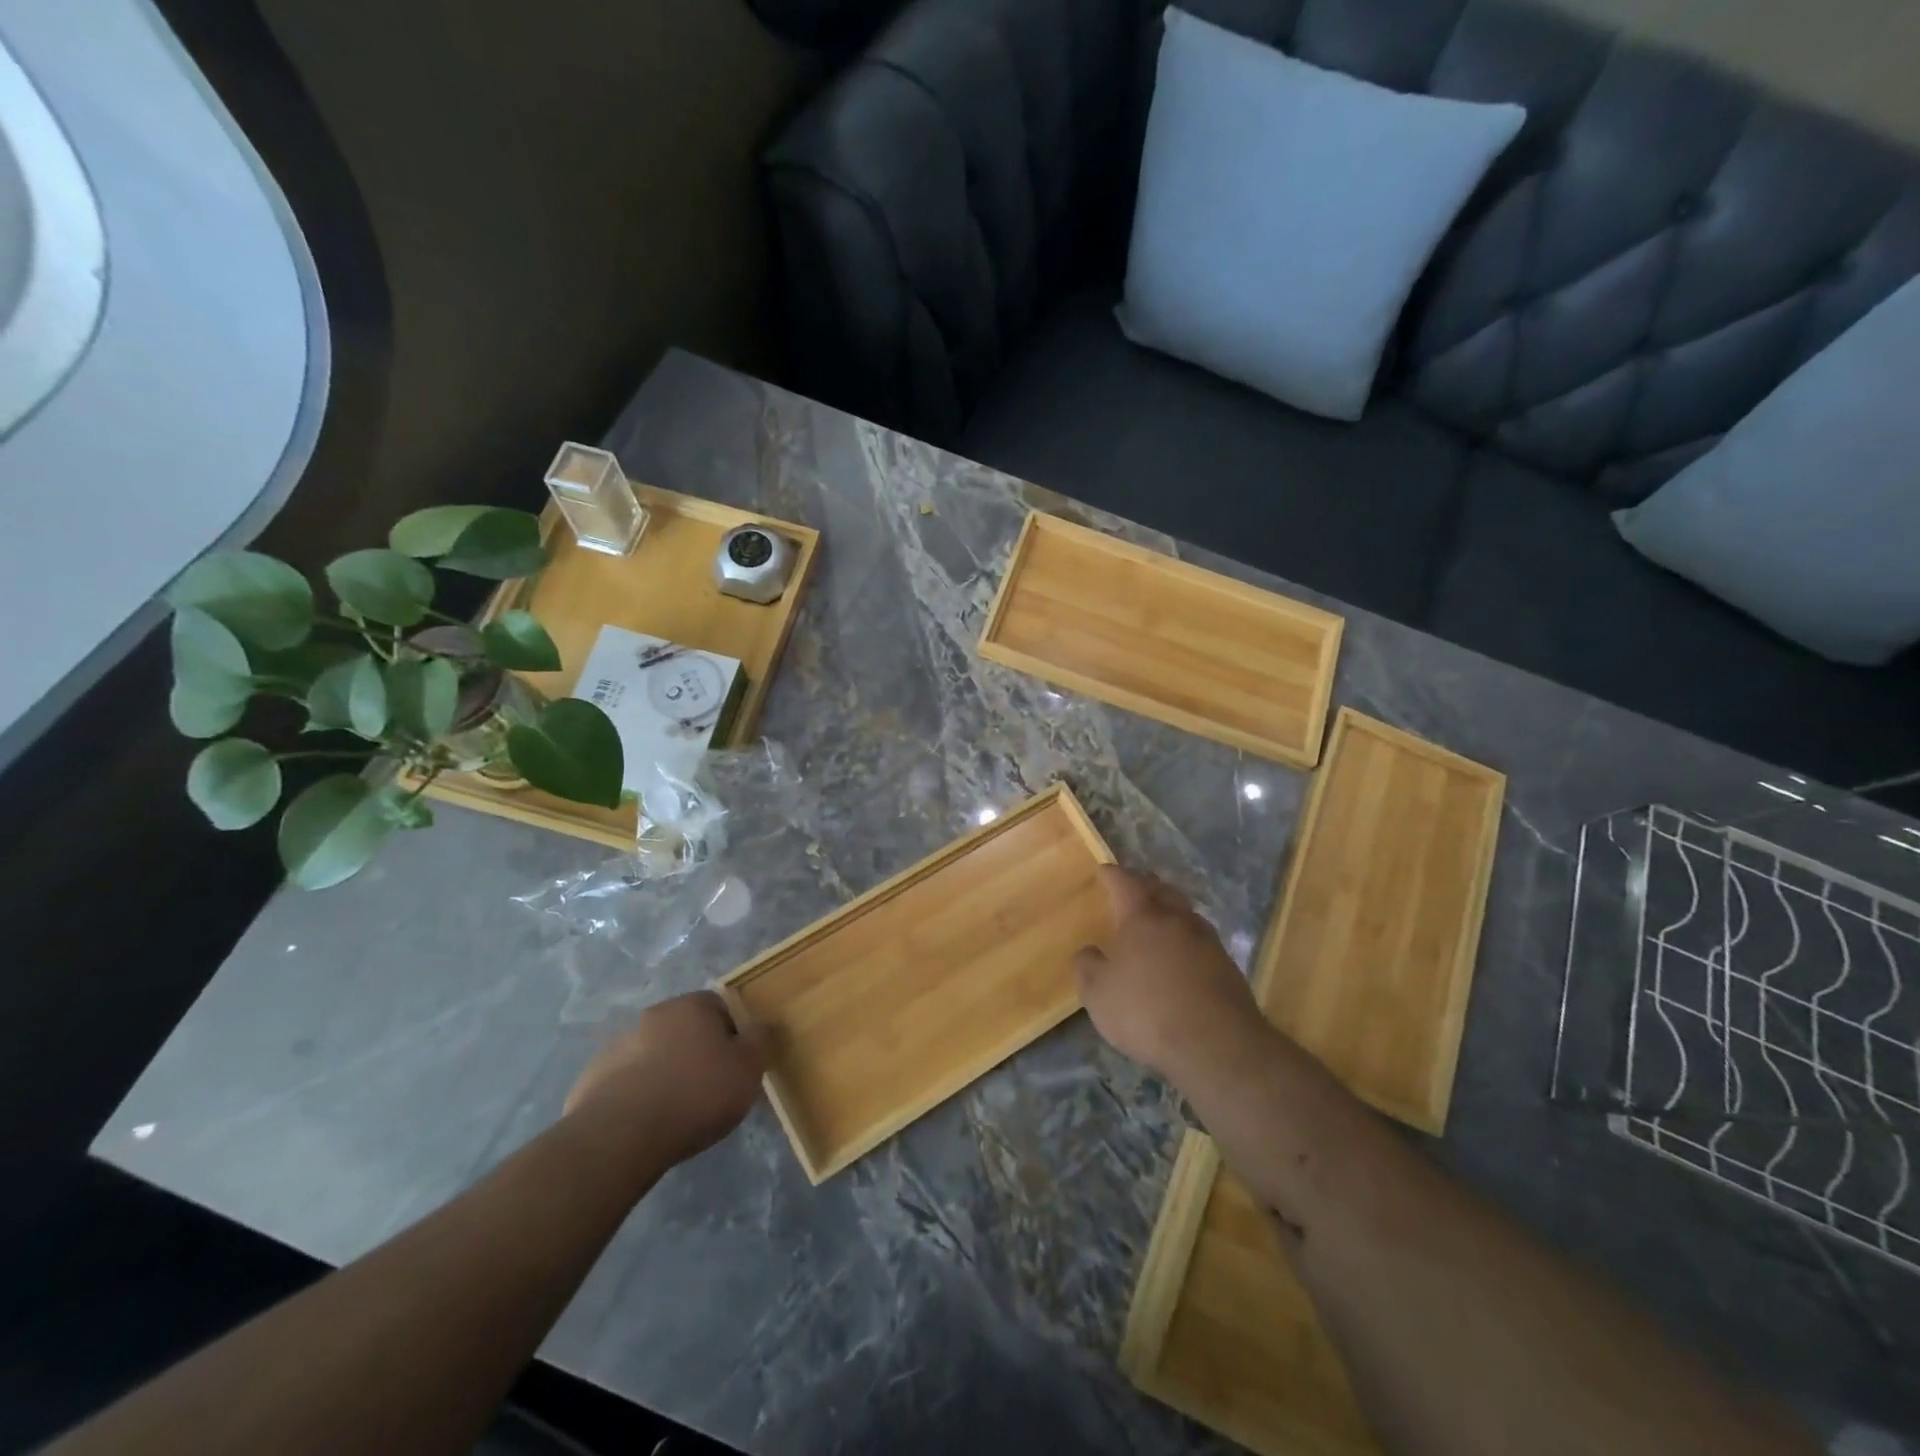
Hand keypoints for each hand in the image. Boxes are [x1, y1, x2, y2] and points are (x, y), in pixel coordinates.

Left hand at [564, 991, 767, 1164]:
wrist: (620, 1136)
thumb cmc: (696, 1094)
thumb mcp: (748, 1068)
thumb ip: (760, 1040)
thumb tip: (763, 1023)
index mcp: (691, 1006)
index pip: (721, 1006)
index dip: (733, 1033)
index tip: (738, 1064)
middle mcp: (653, 1015)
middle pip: (685, 1029)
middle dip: (698, 1052)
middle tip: (711, 1088)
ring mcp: (618, 1046)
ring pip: (654, 1055)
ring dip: (666, 1073)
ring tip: (676, 1112)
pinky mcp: (592, 1079)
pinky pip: (626, 1083)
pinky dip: (638, 1096)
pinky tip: (646, 1124)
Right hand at [1074, 867, 1268, 1085]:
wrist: (1216, 1045)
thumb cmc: (1147, 1011)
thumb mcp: (1098, 994)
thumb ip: (1087, 967)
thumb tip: (1088, 952)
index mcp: (1143, 918)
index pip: (1125, 884)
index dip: (1112, 875)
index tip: (1104, 870)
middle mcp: (1177, 920)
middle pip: (1162, 890)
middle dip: (1146, 884)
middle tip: (1134, 887)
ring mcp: (1208, 942)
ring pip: (1186, 913)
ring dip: (1171, 910)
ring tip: (1160, 919)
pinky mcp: (1228, 967)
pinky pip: (1202, 940)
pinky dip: (1187, 939)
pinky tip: (1182, 956)